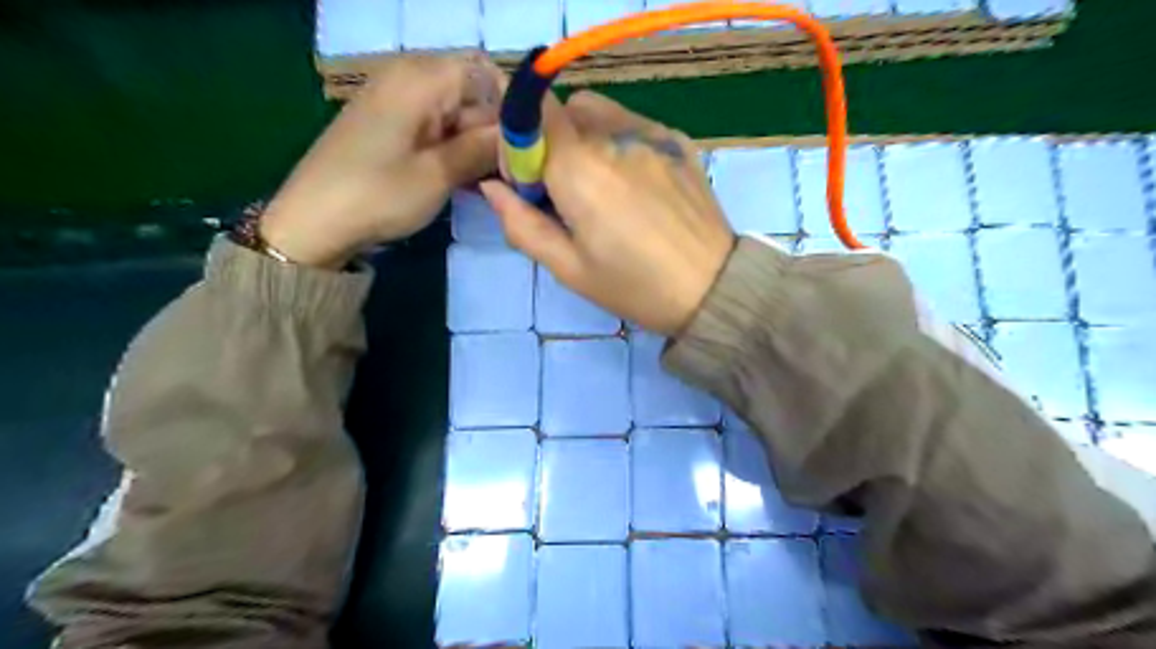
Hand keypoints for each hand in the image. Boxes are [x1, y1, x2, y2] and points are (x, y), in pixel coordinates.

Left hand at [264, 53, 505, 264]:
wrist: (313, 221)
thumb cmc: (377, 194)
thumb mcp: (439, 174)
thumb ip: (483, 147)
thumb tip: (521, 135)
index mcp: (420, 78)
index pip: (487, 73)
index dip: (510, 107)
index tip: (525, 147)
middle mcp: (409, 78)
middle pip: (472, 92)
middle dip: (494, 131)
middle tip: (509, 173)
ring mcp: (397, 101)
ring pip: (457, 113)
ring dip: (476, 145)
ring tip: (489, 181)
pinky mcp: (391, 124)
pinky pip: (436, 126)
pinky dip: (454, 149)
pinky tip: (463, 179)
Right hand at [483, 90, 734, 333]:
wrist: (712, 288)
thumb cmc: (634, 287)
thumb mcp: (569, 268)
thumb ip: (522, 224)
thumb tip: (491, 187)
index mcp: (580, 170)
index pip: (532, 115)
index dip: (519, 143)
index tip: (529, 184)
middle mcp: (613, 137)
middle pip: (563, 112)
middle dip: (550, 143)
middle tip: (564, 193)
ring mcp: (651, 134)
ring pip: (597, 110)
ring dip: (582, 135)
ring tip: (599, 184)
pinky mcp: (677, 140)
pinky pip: (632, 121)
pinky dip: (617, 138)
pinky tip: (633, 181)